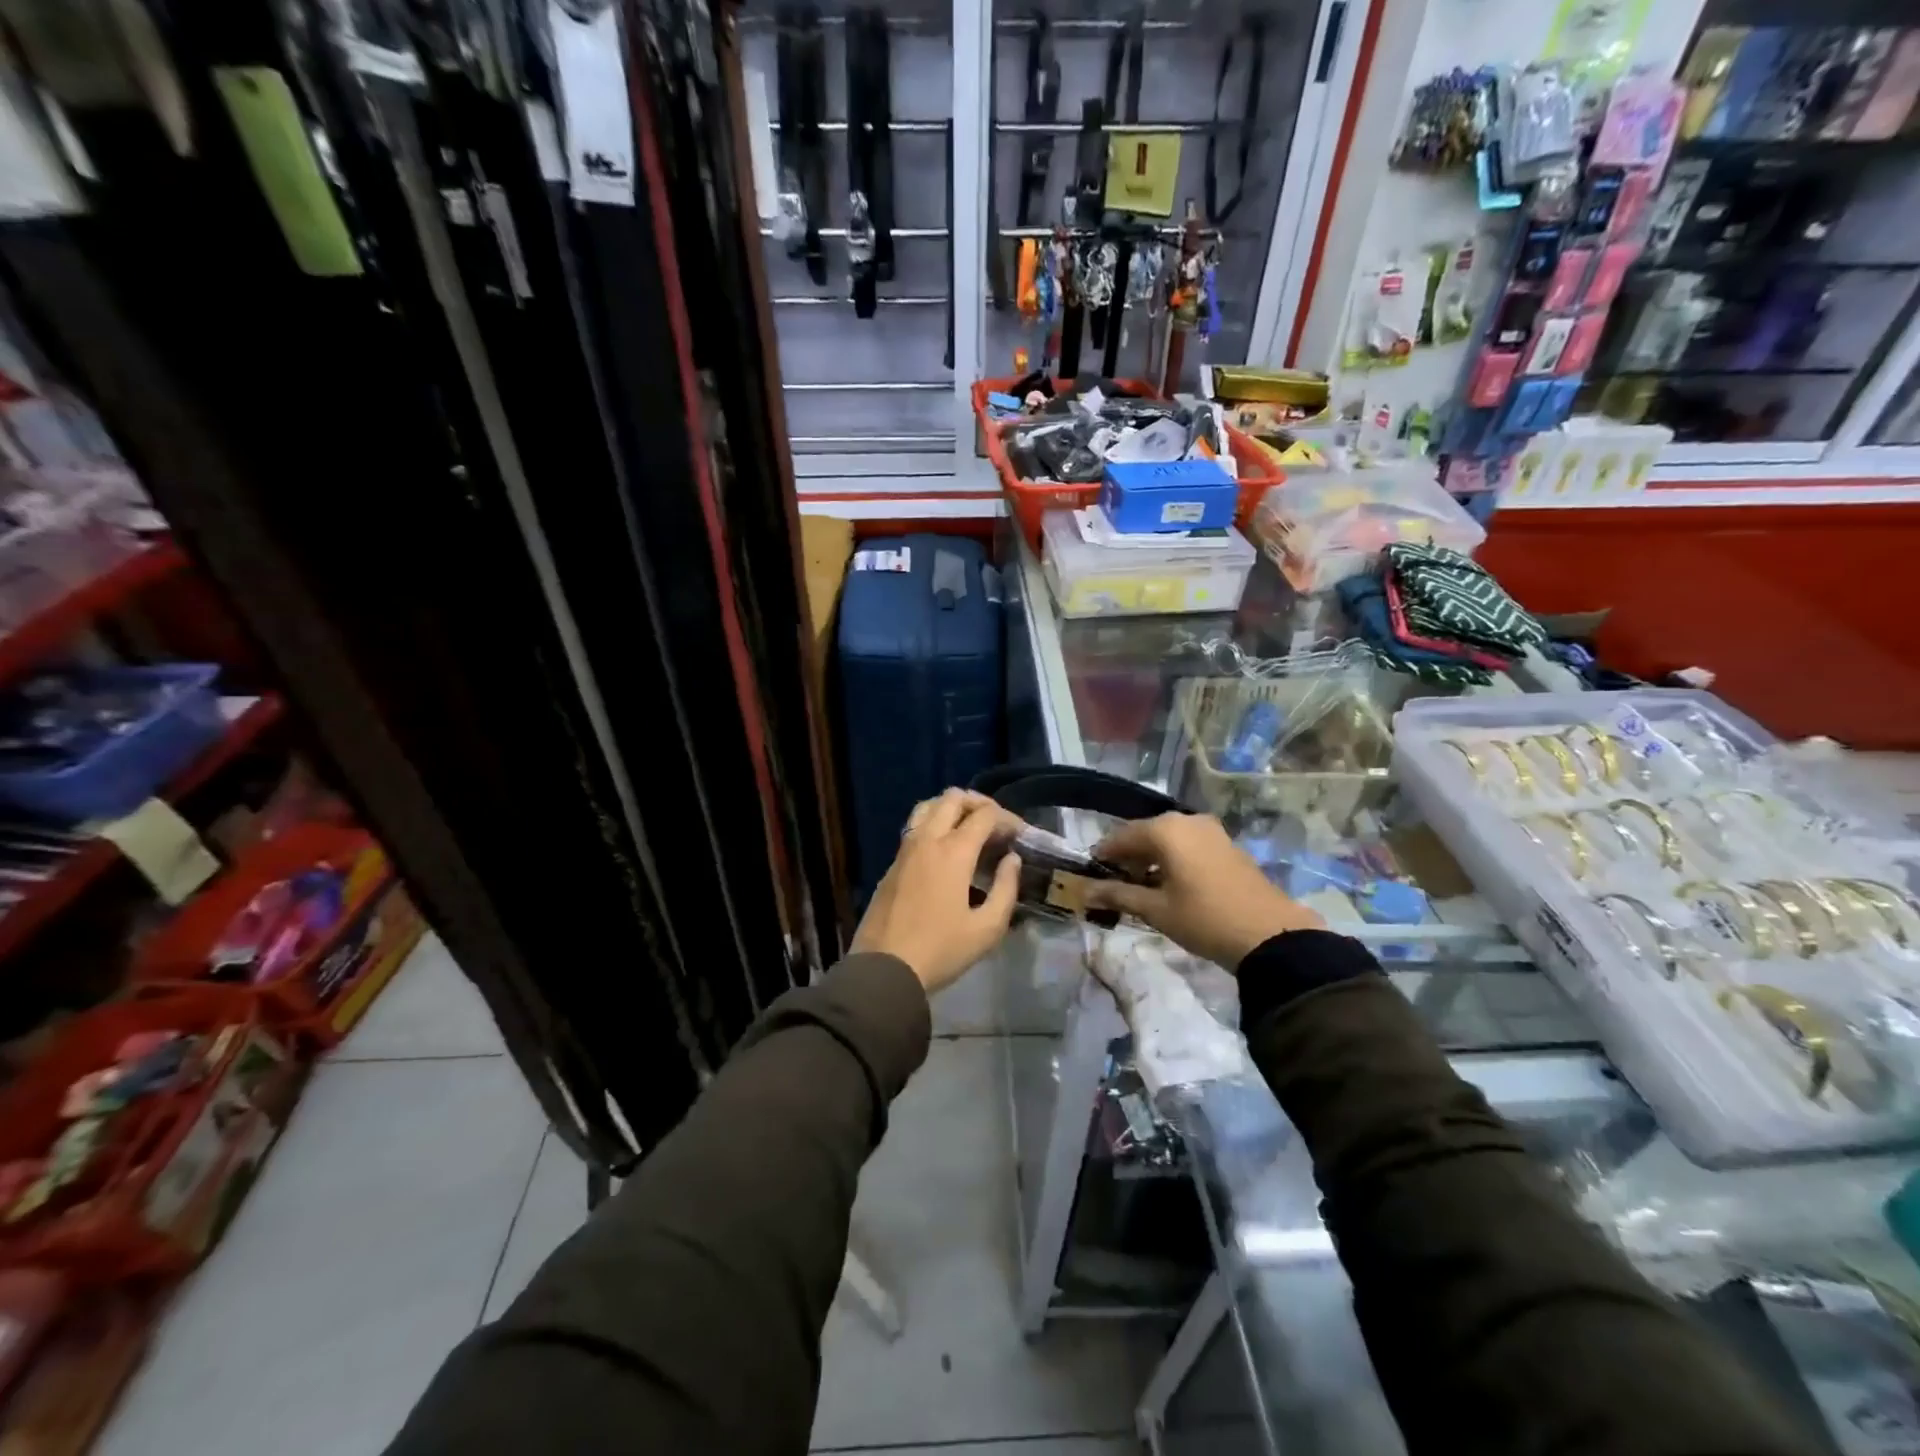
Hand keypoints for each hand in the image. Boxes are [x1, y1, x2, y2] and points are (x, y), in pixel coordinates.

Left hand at [851, 789, 1022, 994]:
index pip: (985, 815)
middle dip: (979, 803)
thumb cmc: (940, 950)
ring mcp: (905, 849)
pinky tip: (945, 848)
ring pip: (928, 806)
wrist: (884, 969)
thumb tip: (1011, 860)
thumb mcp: (986, 929)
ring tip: (970, 826)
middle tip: (996, 823)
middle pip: (953, 798)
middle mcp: (927, 840)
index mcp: (953, 852)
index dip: (1007, 818)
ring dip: (952, 807)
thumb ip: (1006, 889)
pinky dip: (935, 823)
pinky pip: (915, 827)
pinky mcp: (892, 864)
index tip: (1020, 833)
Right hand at [1083, 812, 1322, 967]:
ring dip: (1151, 859)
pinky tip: (1171, 885)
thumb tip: (1085, 892)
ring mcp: (1211, 831)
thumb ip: (1118, 895)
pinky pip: (1189, 845)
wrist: (1270, 935)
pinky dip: (1173, 859)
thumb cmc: (1204, 919)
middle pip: (1145, 834)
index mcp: (1165, 830)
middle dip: (1128, 857)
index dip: (1104, 855)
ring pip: (1168, 839)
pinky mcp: (1227, 845)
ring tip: (1142, 888)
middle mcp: (1187, 821)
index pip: (1121, 836)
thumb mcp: (1156, 910)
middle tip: (1115, 884)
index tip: (1091, 874)